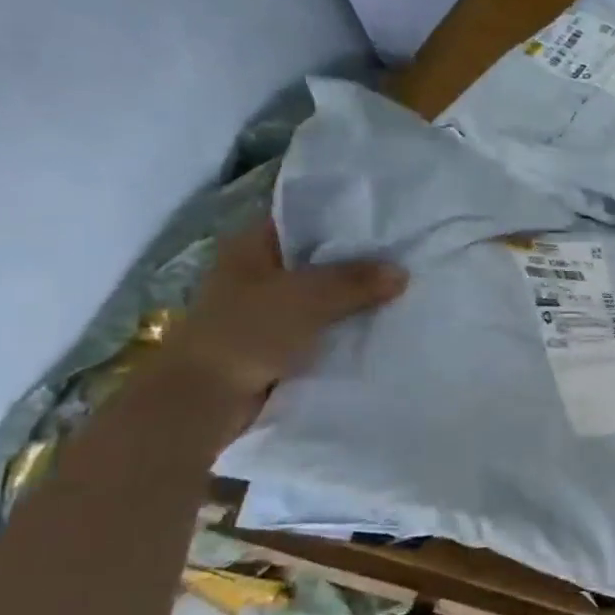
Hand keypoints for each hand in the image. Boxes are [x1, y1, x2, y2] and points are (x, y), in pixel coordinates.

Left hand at [162, 220, 406, 408]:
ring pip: (322, 293)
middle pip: (318, 257)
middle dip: (358, 260)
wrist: (207, 397)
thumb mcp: (310, 297)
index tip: (387, 220)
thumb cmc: (250, 331)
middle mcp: (258, 271)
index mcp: (252, 246)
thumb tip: (402, 272)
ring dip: (354, 296)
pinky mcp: (278, 339)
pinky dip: (346, 325)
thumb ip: (357, 281)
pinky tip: (381, 323)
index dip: (344, 217)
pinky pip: (322, 324)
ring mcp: (266, 307)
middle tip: (406, 255)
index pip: (304, 218)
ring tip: (403, 289)